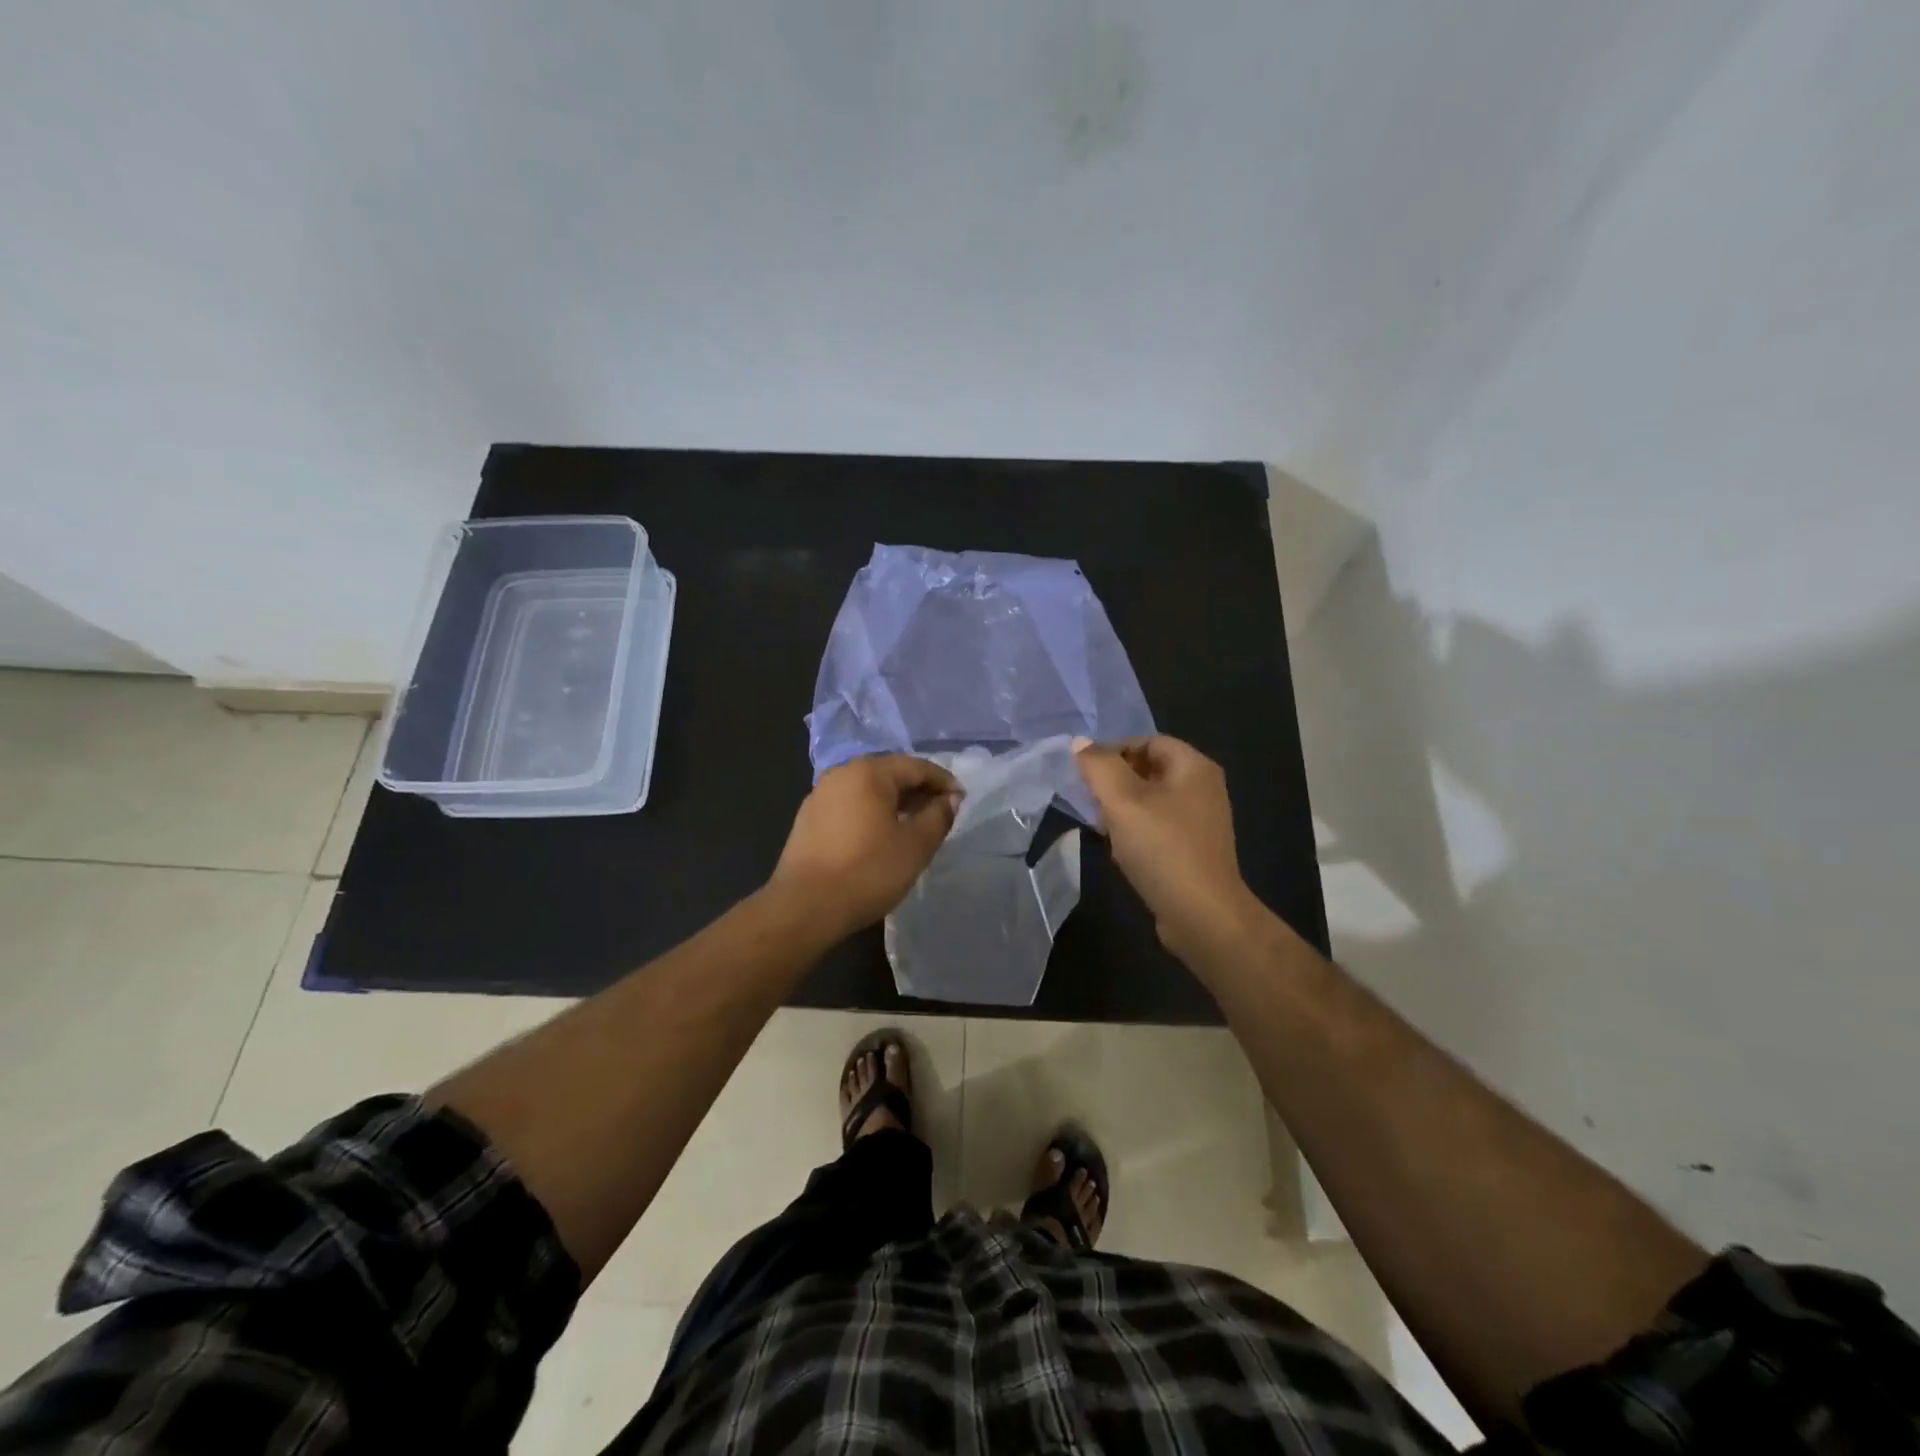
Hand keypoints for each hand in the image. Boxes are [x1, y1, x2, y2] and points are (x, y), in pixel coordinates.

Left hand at [770, 755, 961, 939]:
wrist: (805, 907)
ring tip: (914, 826)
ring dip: (894, 803)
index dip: (943, 781)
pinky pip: (849, 806)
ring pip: (868, 791)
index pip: (916, 766)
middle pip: (890, 774)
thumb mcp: (916, 846)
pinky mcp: (808, 819)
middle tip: (941, 813)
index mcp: (868, 772)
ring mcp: (820, 795)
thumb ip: (938, 816)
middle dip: (918, 791)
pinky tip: (880, 837)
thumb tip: (950, 798)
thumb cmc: (868, 872)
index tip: (962, 800)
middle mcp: (841, 774)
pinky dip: (871, 814)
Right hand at [1073, 736, 1258, 962]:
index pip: (1148, 741)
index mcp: (1194, 767)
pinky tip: (1119, 849)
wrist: (1202, 915)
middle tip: (1089, 799)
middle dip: (1115, 781)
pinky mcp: (1193, 850)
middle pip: (1149, 770)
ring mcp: (1201, 821)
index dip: (1114, 750)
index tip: (1085, 772)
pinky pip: (1158, 827)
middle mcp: (1203, 788)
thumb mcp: (1122, 801)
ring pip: (1151, 801)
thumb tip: (1080, 742)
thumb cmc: (1162, 848)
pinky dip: (1136, 831)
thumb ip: (1099, 767)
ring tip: (1100, 825)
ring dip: (1122, 808)